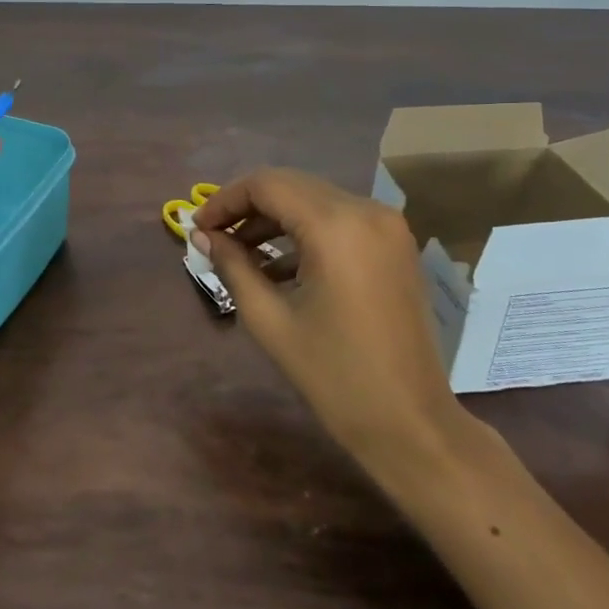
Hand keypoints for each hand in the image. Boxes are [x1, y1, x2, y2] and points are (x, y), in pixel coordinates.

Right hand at [191, 169, 473, 472]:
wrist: (411, 423)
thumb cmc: (334, 376)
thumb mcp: (270, 320)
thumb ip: (232, 266)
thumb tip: (201, 235)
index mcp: (336, 225)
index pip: (266, 185)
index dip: (225, 200)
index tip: (198, 227)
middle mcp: (366, 210)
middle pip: (291, 185)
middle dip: (247, 206)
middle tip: (213, 236)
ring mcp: (387, 225)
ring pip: (314, 200)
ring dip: (275, 219)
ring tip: (239, 253)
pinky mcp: (395, 244)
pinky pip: (339, 220)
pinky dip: (305, 233)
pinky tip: (277, 267)